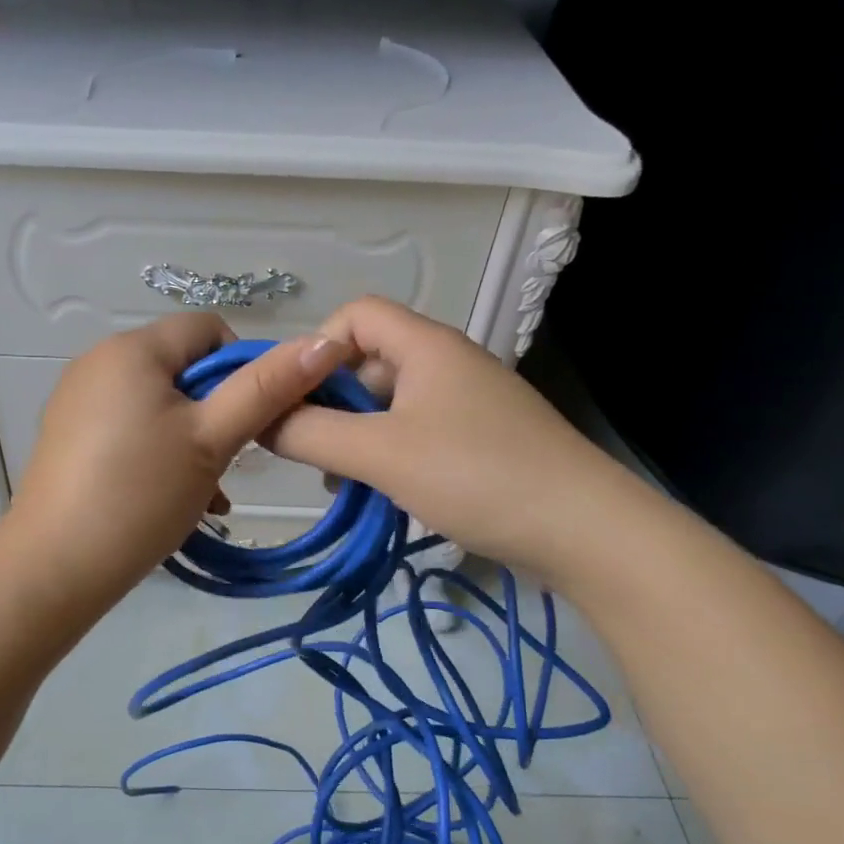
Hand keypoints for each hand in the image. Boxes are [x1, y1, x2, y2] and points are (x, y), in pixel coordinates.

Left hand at [2, 313, 343, 599]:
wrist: (54, 568)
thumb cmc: (140, 495)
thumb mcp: (212, 440)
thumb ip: (267, 388)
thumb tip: (326, 341)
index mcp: (132, 348)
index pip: (209, 329)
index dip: (244, 368)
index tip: (252, 422)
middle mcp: (98, 361)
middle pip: (183, 369)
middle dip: (217, 413)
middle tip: (227, 466)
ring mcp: (78, 400)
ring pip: (159, 404)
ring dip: (192, 441)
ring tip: (205, 494)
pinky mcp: (68, 436)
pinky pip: (129, 428)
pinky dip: (157, 453)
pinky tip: (170, 499)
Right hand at [268, 297, 624, 578]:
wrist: (583, 529)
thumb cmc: (475, 475)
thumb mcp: (380, 453)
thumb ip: (311, 433)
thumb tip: (259, 421)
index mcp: (425, 346)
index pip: (355, 315)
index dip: (316, 348)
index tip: (294, 399)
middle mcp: (446, 363)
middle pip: (369, 361)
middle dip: (330, 401)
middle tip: (307, 450)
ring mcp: (467, 403)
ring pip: (390, 404)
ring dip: (355, 434)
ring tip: (338, 480)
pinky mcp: (480, 440)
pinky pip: (416, 432)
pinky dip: (387, 454)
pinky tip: (378, 493)